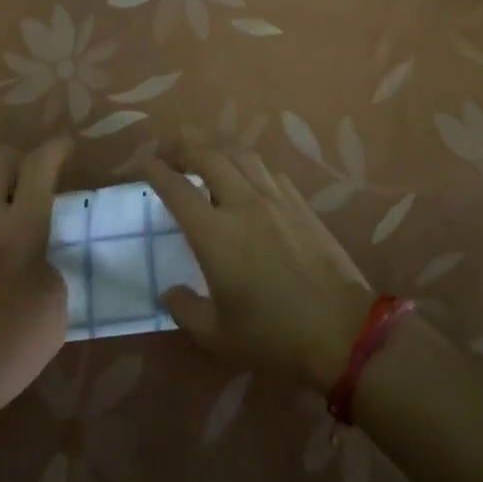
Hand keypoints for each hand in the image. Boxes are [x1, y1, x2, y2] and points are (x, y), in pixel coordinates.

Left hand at [0, 138, 72, 432]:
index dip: (56, 148)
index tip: (67, 146)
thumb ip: (51, 267)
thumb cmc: (4, 350)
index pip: (37, 166)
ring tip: (14, 228)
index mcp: (18, 229)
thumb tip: (40, 256)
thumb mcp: (54, 311)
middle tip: (36, 181)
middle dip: (17, 158)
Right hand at [139, 135, 377, 390]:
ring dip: (214, 147)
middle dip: (180, 144)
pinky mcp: (300, 204)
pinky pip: (267, 170)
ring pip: (239, 154)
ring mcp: (275, 199)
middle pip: (206, 154)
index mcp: (214, 234)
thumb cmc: (274, 337)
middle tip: (165, 150)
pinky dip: (246, 164)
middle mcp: (242, 204)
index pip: (175, 187)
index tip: (140, 161)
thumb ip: (185, 310)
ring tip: (202, 155)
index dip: (153, 168)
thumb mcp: (217, 336)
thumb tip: (170, 292)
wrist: (342, 331)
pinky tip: (244, 175)